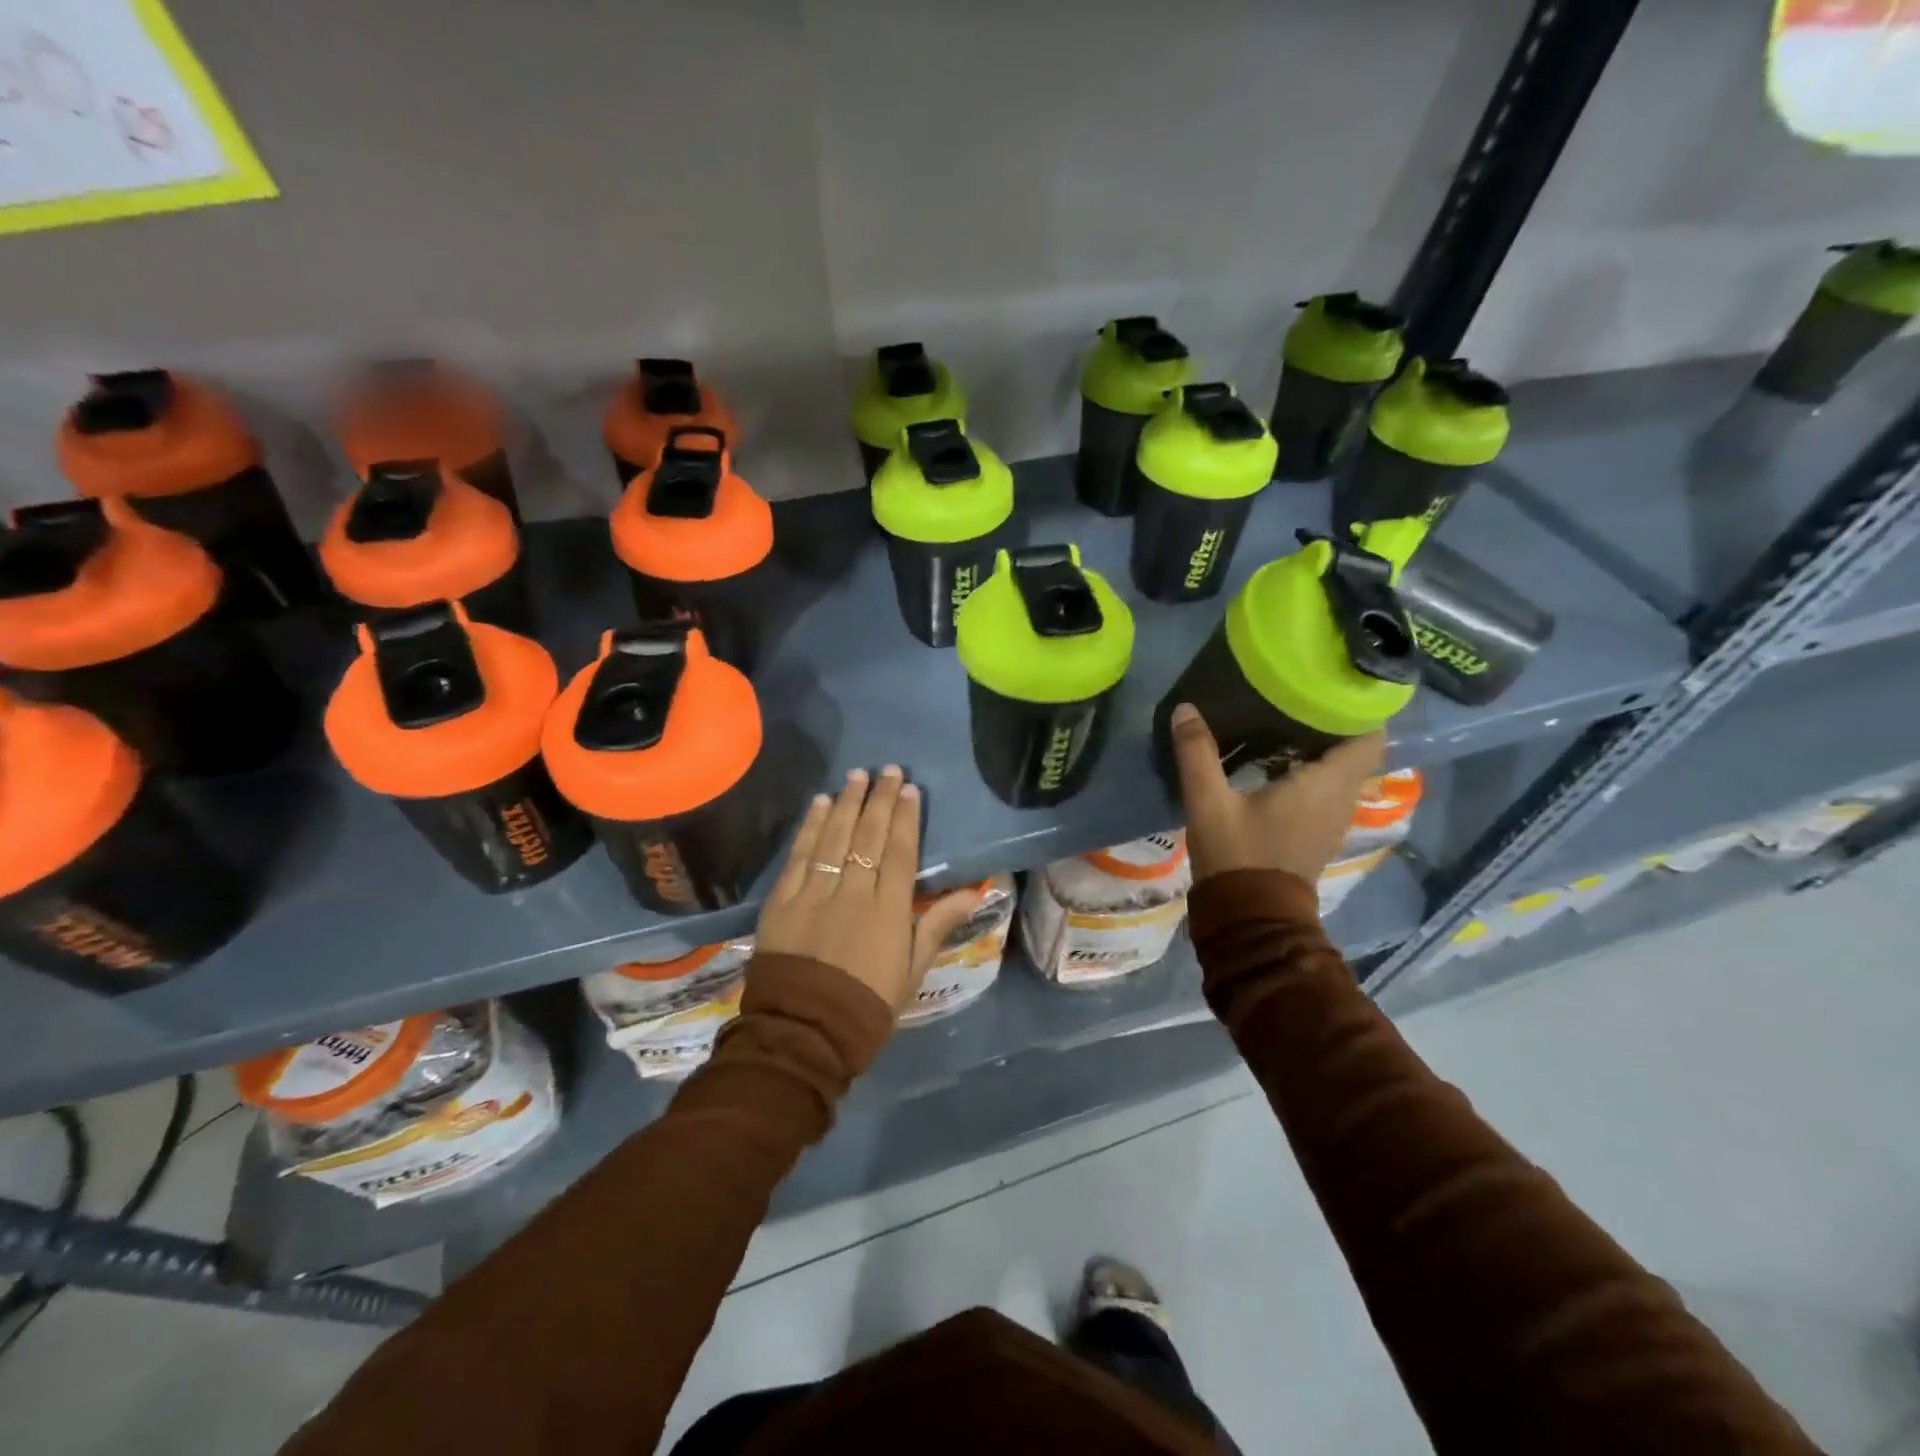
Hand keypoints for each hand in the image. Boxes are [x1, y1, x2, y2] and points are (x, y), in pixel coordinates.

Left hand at [756, 766, 977, 1015]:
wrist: (804, 1033)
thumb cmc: (867, 1005)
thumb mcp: (912, 970)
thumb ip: (936, 925)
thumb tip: (973, 892)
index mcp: (887, 911)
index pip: (898, 852)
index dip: (904, 818)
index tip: (908, 789)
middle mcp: (852, 892)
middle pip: (867, 836)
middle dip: (878, 799)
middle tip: (886, 769)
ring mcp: (814, 893)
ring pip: (833, 838)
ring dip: (845, 803)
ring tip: (855, 776)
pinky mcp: (783, 901)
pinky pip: (799, 856)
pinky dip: (810, 827)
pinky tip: (819, 804)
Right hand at [1167, 703, 1384, 884]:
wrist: (1251, 917)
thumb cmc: (1237, 855)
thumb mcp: (1208, 803)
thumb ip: (1197, 753)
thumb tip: (1186, 709)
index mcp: (1325, 784)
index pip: (1369, 736)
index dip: (1358, 708)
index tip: (1331, 683)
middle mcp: (1341, 799)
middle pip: (1356, 749)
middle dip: (1334, 722)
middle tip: (1298, 695)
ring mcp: (1334, 819)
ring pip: (1343, 770)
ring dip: (1324, 747)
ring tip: (1287, 720)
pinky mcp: (1320, 832)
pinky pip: (1330, 788)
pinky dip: (1315, 769)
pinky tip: (1279, 761)